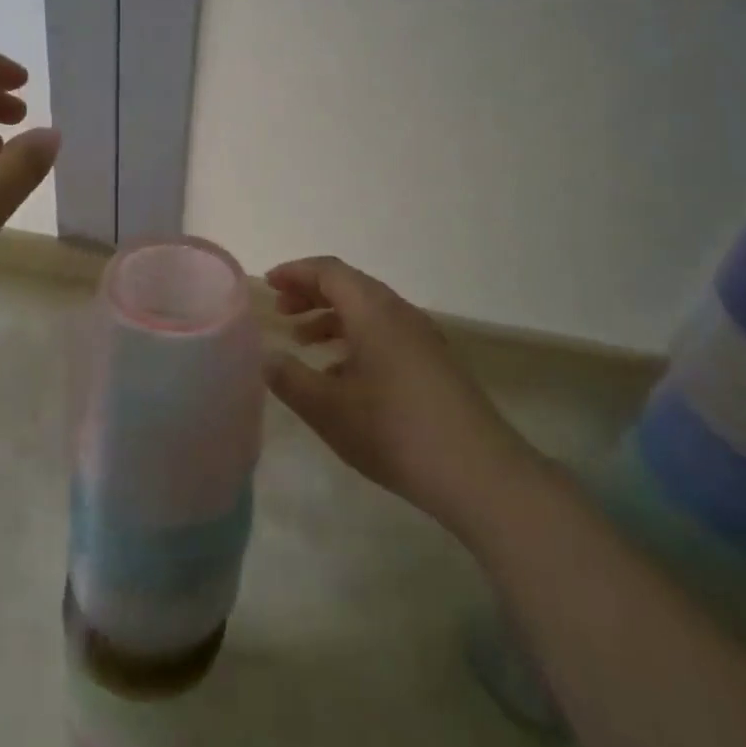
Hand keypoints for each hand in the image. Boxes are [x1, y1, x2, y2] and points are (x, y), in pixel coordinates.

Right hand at [265, 257, 530, 523]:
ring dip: (333, 319)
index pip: (329, 271)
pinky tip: (341, 378)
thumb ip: (289, 379)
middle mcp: (400, 314)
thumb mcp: (328, 409)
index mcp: (373, 311)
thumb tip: (265, 356)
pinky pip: (386, 335)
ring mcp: (422, 339)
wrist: (480, 474)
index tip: (268, 285)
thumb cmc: (394, 432)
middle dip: (311, 294)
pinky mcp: (435, 365)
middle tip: (281, 312)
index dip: (295, 272)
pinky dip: (355, 341)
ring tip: (303, 343)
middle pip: (350, 287)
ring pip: (369, 313)